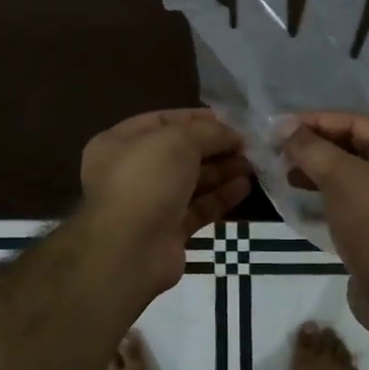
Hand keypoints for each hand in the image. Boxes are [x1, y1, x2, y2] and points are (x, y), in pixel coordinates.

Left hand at [79, 109, 251, 296]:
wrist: (129, 250)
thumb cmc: (146, 181)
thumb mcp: (178, 141)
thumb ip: (208, 132)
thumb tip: (233, 134)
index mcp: (118, 144)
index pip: (160, 122)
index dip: (194, 119)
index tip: (229, 120)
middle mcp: (129, 173)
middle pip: (178, 153)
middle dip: (213, 147)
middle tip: (246, 145)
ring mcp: (148, 205)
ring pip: (190, 182)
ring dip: (221, 171)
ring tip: (251, 165)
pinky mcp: (167, 232)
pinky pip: (197, 209)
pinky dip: (219, 197)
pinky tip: (243, 187)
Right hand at [281, 112, 368, 341]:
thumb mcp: (342, 178)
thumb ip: (312, 149)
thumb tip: (285, 128)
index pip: (357, 122)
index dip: (318, 120)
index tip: (281, 126)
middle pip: (353, 147)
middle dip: (316, 145)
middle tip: (279, 150)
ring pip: (349, 176)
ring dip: (317, 170)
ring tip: (285, 174)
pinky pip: (348, 202)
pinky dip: (325, 196)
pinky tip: (301, 200)